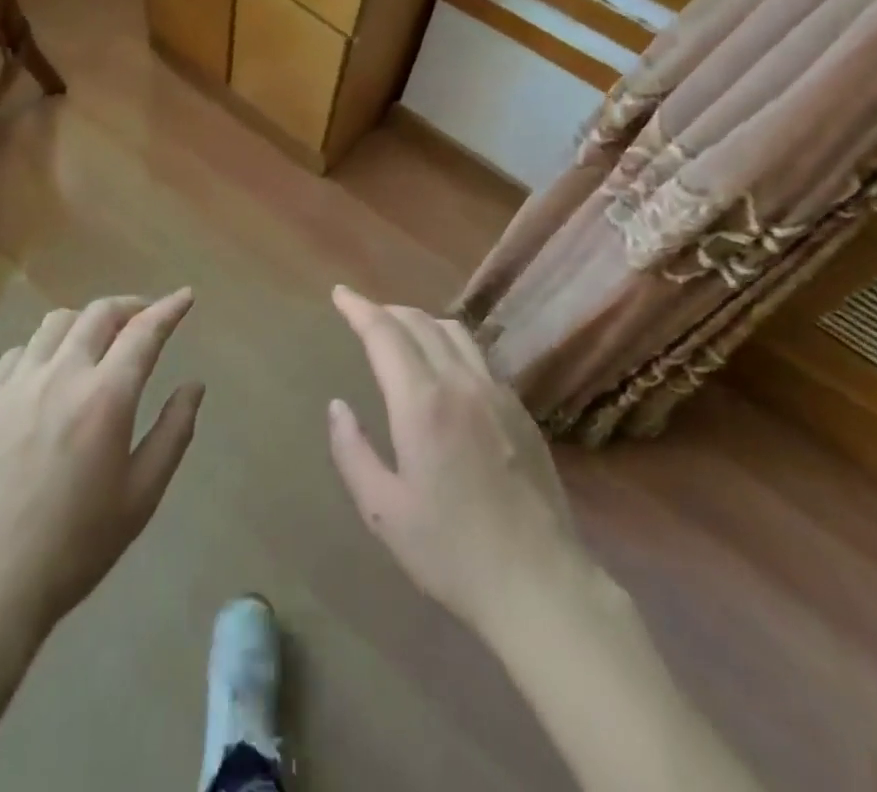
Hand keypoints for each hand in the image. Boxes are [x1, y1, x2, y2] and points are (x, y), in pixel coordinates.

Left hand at [0, 289, 204, 638]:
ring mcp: (15, 385)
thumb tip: (194, 385)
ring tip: (97, 341)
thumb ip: (174, 432)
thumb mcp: (141, 496)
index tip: (185, 296)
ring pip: (56, 324)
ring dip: (86, 322)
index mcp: (106, 397)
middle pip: (99, 313)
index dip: (169, 308)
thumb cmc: (73, 547)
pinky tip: (47, 373)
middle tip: (145, 318)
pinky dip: (43, 349)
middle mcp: (61, 375)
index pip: (145, 332)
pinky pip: (17, 353)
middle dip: (130, 306)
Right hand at [327, 286, 588, 639]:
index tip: (340, 293)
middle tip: (363, 315)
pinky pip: (479, 357)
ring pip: (455, 332)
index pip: (384, 333)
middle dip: (386, 310)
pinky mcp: (520, 410)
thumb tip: (337, 407)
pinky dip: (451, 345)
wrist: (539, 584)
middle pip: (419, 322)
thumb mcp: (384, 510)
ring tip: (401, 334)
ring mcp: (497, 393)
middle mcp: (460, 382)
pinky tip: (445, 370)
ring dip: (421, 322)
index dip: (359, 308)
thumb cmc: (451, 551)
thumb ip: (353, 452)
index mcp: (422, 403)